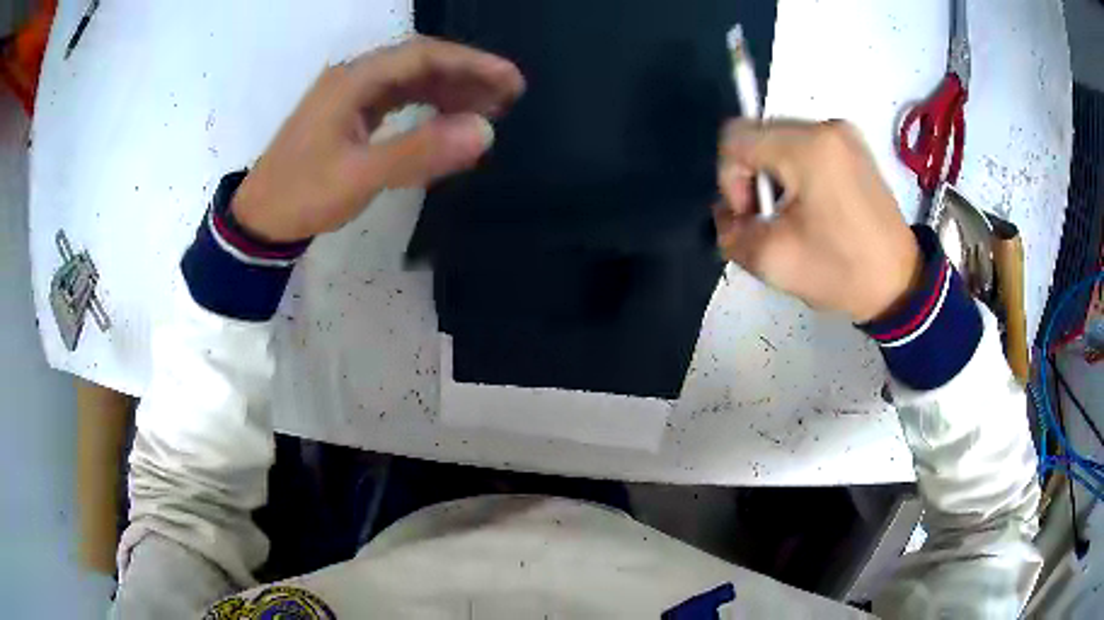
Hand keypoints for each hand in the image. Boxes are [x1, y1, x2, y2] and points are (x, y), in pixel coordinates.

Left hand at [232, 36, 525, 242]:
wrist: (259, 220)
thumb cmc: (303, 195)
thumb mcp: (360, 175)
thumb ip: (420, 151)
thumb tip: (485, 133)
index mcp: (354, 80)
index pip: (423, 56)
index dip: (471, 64)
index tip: (510, 81)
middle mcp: (354, 78)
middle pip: (419, 63)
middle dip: (466, 75)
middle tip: (508, 96)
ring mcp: (350, 97)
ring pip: (409, 81)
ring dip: (449, 90)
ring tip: (487, 109)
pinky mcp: (349, 116)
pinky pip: (396, 100)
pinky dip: (426, 105)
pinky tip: (446, 119)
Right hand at [714, 119, 921, 323]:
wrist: (900, 284)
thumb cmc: (842, 272)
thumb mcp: (772, 261)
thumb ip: (730, 231)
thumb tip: (727, 212)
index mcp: (807, 148)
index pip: (735, 138)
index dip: (729, 178)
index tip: (750, 215)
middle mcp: (825, 126)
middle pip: (758, 134)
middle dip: (751, 176)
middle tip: (767, 218)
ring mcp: (843, 132)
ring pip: (779, 139)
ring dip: (772, 173)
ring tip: (790, 213)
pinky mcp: (853, 144)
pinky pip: (805, 144)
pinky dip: (794, 170)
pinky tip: (810, 203)